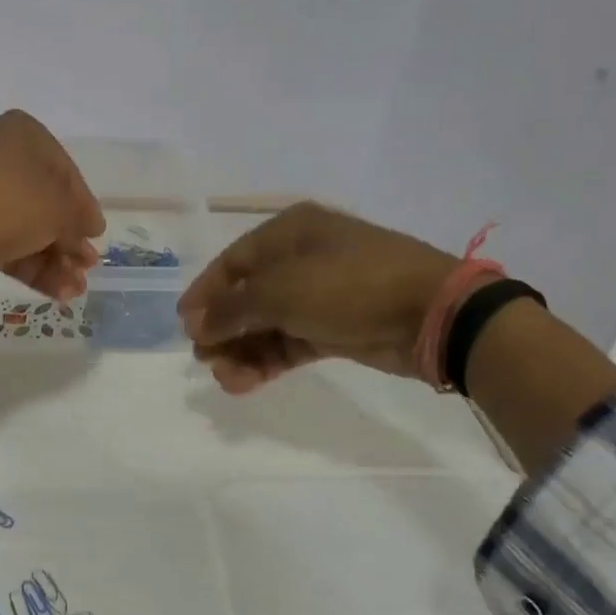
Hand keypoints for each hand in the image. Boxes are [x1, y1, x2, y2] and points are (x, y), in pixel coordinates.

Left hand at [0, 110, 104, 300]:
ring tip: (75, 290)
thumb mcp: (57, 208)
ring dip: (55, 261)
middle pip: (46, 205)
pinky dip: (32, 268)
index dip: (84, 207)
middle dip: (69, 241)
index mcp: (23, 137)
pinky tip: (57, 293)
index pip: (66, 172)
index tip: (97, 236)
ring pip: (27, 230)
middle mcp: (0, 160)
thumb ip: (78, 220)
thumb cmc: (5, 202)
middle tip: (88, 268)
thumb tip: (89, 231)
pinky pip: (7, 248)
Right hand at [177, 203, 457, 392]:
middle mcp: (301, 258)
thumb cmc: (350, 287)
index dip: (205, 294)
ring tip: (229, 379)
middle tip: (205, 359)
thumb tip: (194, 324)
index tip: (184, 326)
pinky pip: (288, 343)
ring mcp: (319, 295)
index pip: (232, 262)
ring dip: (243, 352)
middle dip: (224, 329)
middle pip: (247, 296)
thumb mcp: (281, 292)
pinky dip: (267, 361)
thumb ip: (231, 309)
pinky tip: (247, 382)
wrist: (431, 316)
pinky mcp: (334, 328)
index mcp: (289, 232)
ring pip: (266, 325)